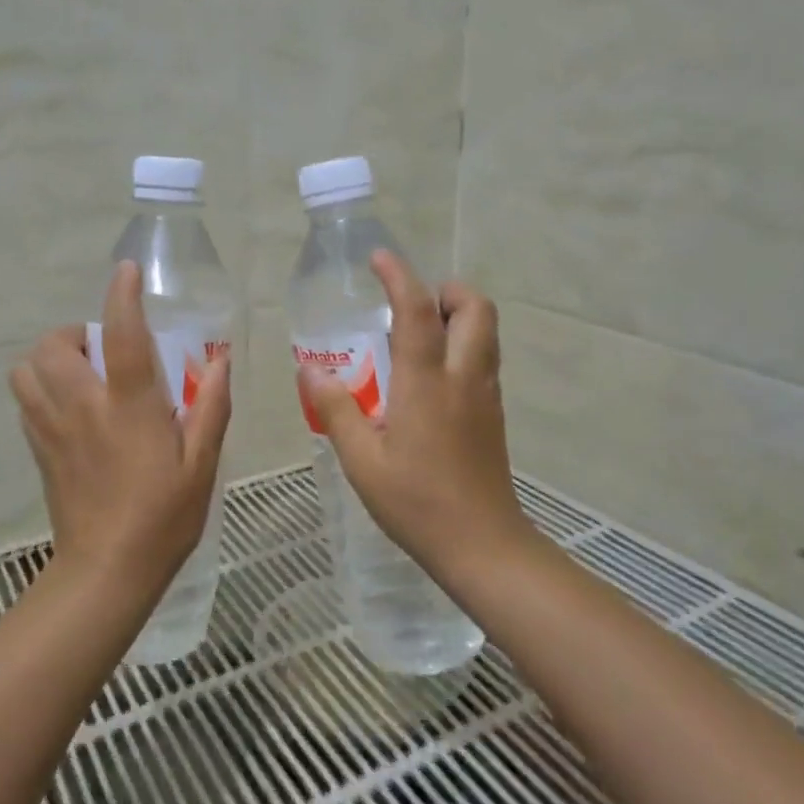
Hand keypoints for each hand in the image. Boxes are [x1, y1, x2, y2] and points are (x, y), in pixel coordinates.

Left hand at [10, 262, 231, 592]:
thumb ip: (212, 408)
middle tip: (102, 348)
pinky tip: (69, 407)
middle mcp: (84, 408)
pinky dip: (40, 388)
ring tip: (81, 373)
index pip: (122, 336)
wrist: (107, 571)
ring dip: (49, 358)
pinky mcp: (38, 450)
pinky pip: (25, 401)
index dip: (122, 296)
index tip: (126, 271)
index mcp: (130, 407)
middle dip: (74, 332)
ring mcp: (54, 429)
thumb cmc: (164, 517)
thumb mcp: (202, 464)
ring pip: (27, 370)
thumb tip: (221, 361)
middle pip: (55, 346)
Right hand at [298, 251, 528, 573]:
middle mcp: (463, 377)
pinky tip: (430, 378)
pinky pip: (484, 359)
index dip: (399, 275)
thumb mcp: (362, 461)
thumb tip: (310, 370)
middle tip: (410, 305)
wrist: (483, 545)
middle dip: (447, 290)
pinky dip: (463, 345)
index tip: (379, 258)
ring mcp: (485, 395)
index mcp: (426, 382)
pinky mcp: (493, 414)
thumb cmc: (416, 502)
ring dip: (458, 316)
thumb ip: (336, 410)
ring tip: (416, 336)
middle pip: (475, 308)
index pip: (417, 310)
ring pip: (486, 332)